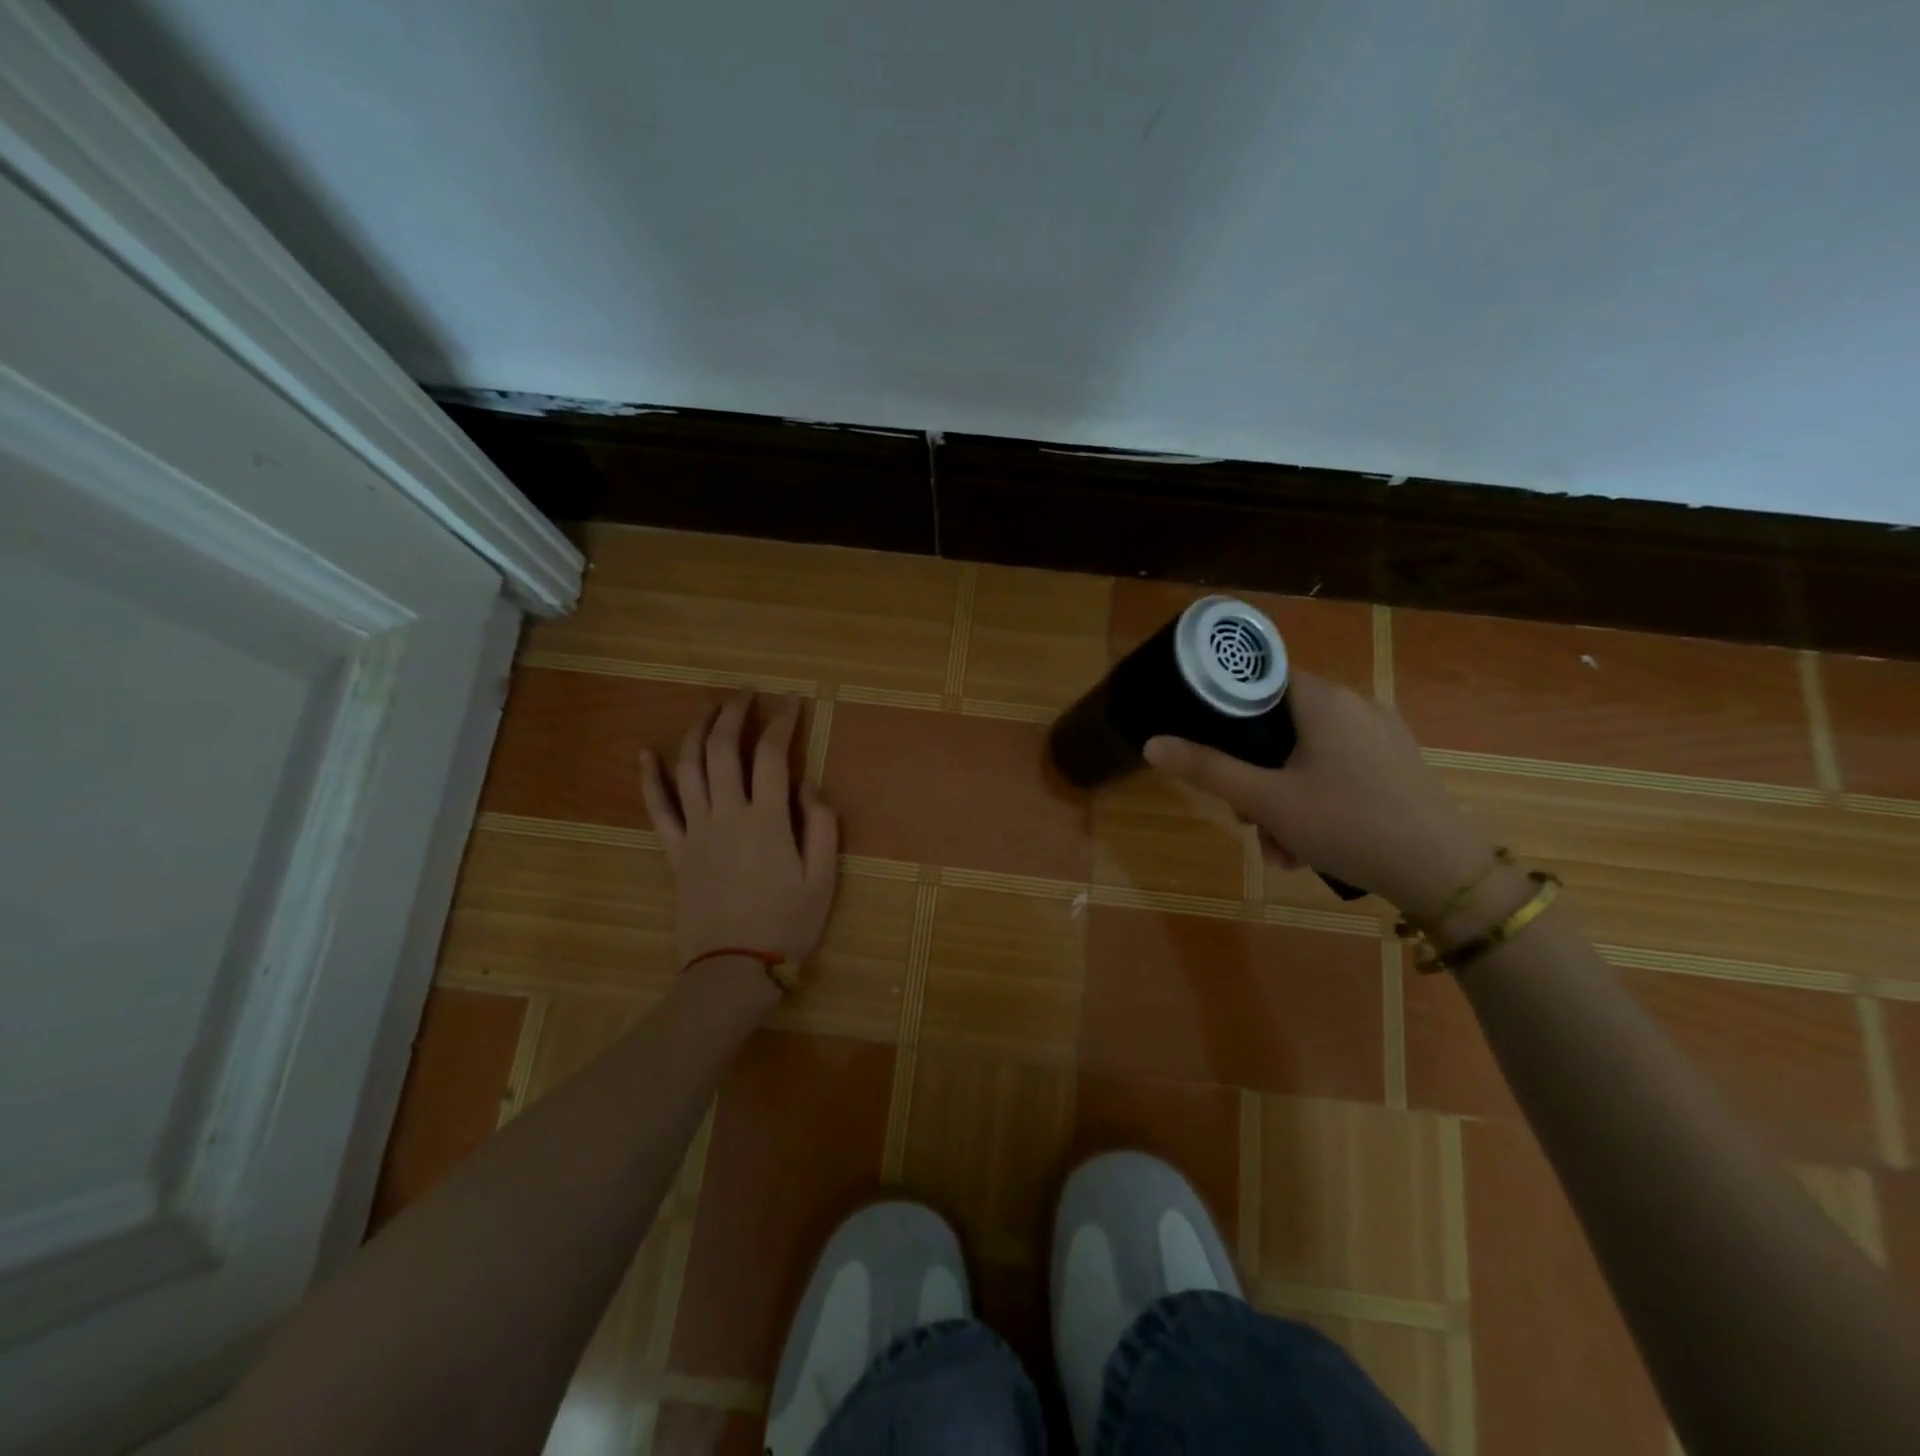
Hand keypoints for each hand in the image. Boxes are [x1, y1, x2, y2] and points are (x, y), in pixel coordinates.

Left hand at [640, 694, 838, 974]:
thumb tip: (806, 783)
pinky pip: (657, 808)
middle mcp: (727, 814)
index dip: (782, 723)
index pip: (772, 755)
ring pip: (689, 768)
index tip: (791, 704)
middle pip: (723, 749)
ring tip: (709, 711)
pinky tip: (646, 753)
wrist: (733, 968)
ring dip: (697, 733)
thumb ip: (822, 824)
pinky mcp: (674, 851)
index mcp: (768, 819)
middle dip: (734, 714)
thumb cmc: (786, 923)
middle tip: (746, 695)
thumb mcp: (823, 877)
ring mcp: (695, 831)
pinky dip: (650, 778)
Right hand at [1143, 671, 1494, 919]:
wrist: (1443, 873)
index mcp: (1323, 699)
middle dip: (1254, 776)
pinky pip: (1337, 771)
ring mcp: (1381, 736)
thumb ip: (1207, 769)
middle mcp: (1354, 705)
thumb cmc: (1347, 823)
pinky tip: (1310, 847)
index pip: (1259, 680)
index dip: (1227, 712)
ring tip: (1280, 850)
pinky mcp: (1396, 765)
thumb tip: (1152, 744)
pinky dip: (1315, 802)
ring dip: (1281, 800)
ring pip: (1306, 756)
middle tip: (1247, 819)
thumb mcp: (1265, 800)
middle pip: (1279, 727)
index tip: (1211, 751)